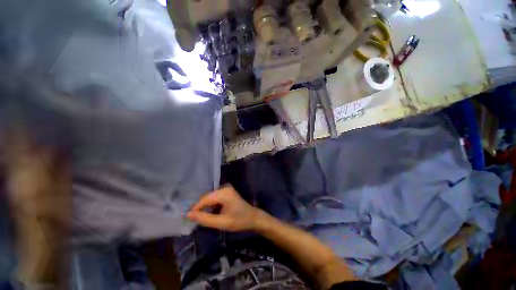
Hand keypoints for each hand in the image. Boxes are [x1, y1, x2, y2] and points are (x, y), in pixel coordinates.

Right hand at [187, 186, 260, 231]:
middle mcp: (224, 188)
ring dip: (205, 208)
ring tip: (199, 218)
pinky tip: (209, 214)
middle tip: (192, 220)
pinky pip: (215, 199)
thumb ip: (204, 219)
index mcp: (223, 193)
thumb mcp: (221, 222)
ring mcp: (226, 190)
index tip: (186, 219)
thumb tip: (188, 215)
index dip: (195, 209)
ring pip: (210, 199)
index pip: (204, 199)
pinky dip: (211, 206)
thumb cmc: (239, 221)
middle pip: (207, 198)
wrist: (253, 218)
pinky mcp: (227, 193)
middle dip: (199, 208)